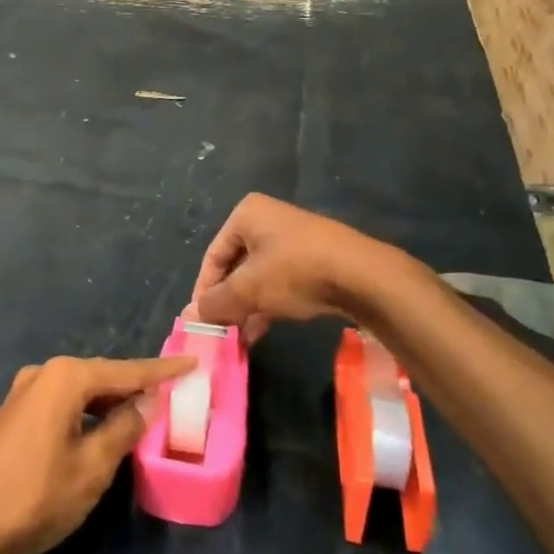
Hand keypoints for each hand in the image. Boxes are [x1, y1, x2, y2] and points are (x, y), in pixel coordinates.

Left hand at [0, 355, 193, 553]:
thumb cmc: (35, 497)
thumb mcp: (92, 467)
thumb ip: (124, 429)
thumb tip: (148, 401)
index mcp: (65, 378)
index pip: (126, 371)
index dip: (161, 370)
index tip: (193, 362)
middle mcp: (44, 374)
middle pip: (102, 376)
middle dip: (136, 386)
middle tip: (172, 394)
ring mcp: (24, 394)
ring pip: (81, 392)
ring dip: (111, 403)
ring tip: (144, 415)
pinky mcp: (14, 416)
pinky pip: (63, 404)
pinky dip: (87, 414)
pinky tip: (102, 430)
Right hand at [192, 193, 394, 341]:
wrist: (363, 276)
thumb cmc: (295, 271)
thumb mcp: (248, 289)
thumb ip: (215, 303)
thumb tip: (190, 316)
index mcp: (247, 215)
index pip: (213, 256)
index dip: (204, 290)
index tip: (201, 320)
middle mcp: (269, 220)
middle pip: (236, 267)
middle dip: (228, 302)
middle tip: (221, 331)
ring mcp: (294, 239)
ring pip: (259, 277)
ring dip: (247, 308)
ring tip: (239, 339)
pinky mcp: (315, 259)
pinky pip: (282, 282)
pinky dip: (269, 304)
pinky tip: (262, 331)